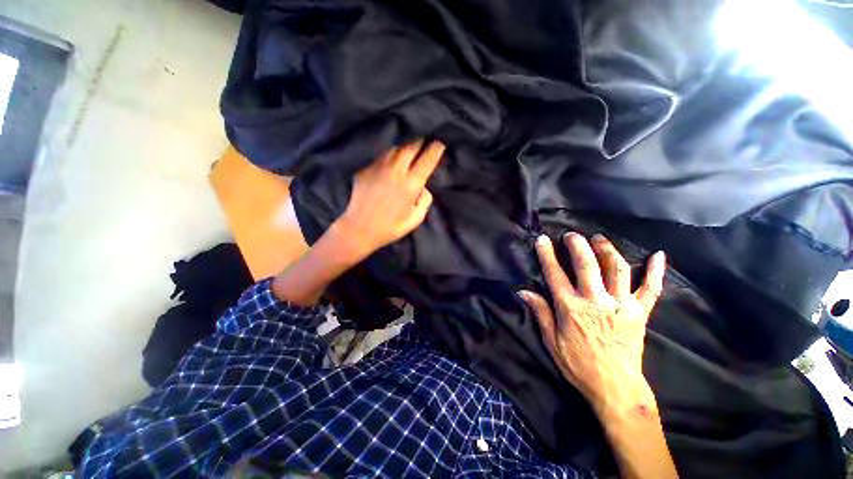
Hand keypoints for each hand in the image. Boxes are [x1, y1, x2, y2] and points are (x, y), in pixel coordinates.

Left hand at [335, 139, 444, 257]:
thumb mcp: (416, 218)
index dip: (436, 148)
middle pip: (411, 146)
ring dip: (405, 146)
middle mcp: (396, 170)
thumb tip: (423, 186)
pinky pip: (382, 157)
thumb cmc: (391, 227)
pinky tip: (391, 161)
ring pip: (395, 148)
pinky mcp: (366, 169)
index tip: (440, 142)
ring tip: (409, 149)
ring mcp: (378, 167)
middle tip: (426, 140)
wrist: (359, 229)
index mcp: (411, 184)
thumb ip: (425, 200)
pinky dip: (390, 156)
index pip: (427, 158)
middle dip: (421, 141)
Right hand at [519, 233, 665, 414]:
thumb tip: (523, 291)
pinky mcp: (640, 312)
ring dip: (607, 250)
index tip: (542, 239)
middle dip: (578, 245)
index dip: (547, 254)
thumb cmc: (578, 364)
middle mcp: (596, 300)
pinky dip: (656, 271)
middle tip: (572, 235)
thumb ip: (540, 312)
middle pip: (587, 264)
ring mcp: (621, 305)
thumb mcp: (551, 341)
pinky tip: (659, 255)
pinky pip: (651, 289)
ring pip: (616, 269)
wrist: (616, 387)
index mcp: (571, 308)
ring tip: (599, 239)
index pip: (555, 274)